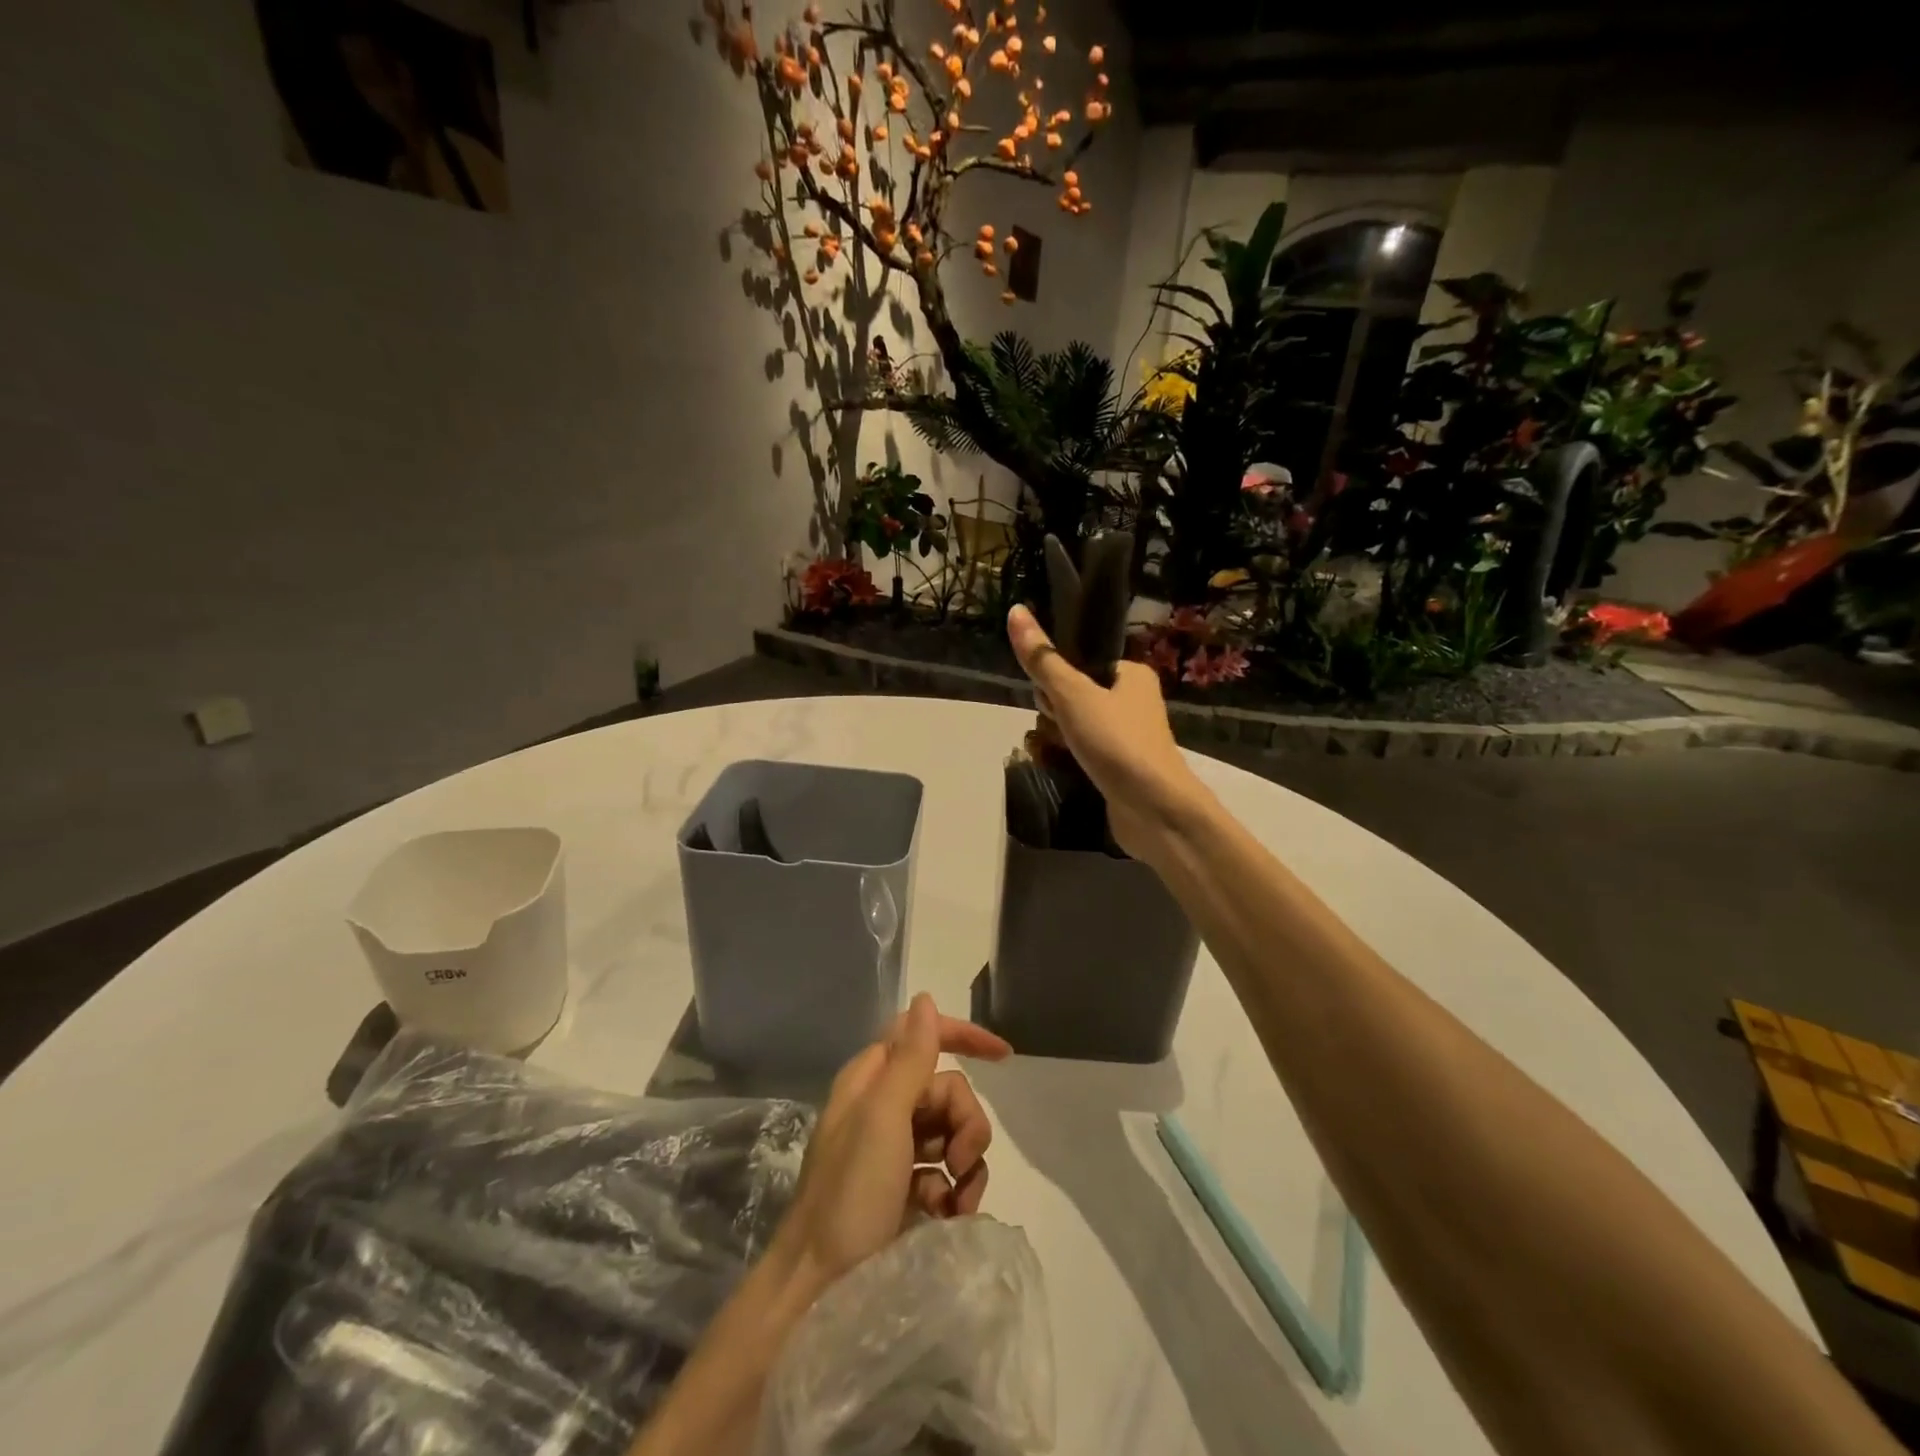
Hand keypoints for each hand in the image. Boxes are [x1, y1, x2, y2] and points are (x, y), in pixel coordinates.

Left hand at [771, 994, 1010, 1289]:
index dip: (963, 1037)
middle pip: (947, 1090)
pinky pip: (947, 1174)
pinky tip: (949, 1217)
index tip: (1004, 1057)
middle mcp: (882, 1108)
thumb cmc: (850, 1194)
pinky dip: (956, 1192)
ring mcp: (893, 1151)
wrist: (817, 1290)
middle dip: (966, 1122)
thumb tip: (925, 999)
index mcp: (871, 1080)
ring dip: (967, 1164)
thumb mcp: (883, 1119)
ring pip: (952, 1133)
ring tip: (957, 1202)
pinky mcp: (903, 1190)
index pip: (922, 1036)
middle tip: (960, 1161)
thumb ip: (910, 1058)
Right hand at [1006, 604, 1209, 861]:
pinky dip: (1071, 758)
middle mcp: (1135, 702)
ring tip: (1052, 750)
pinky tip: (1060, 767)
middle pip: (1077, 694)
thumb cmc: (1117, 743)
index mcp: (1133, 674)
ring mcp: (1130, 738)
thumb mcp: (1073, 695)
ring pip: (1079, 726)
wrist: (1154, 810)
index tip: (1046, 697)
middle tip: (1053, 727)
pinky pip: (1087, 753)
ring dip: (1058, 737)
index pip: (1083, 662)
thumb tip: (1015, 610)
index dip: (1057, 677)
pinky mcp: (1123, 768)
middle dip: (1054, 711)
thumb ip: (1043, 659)